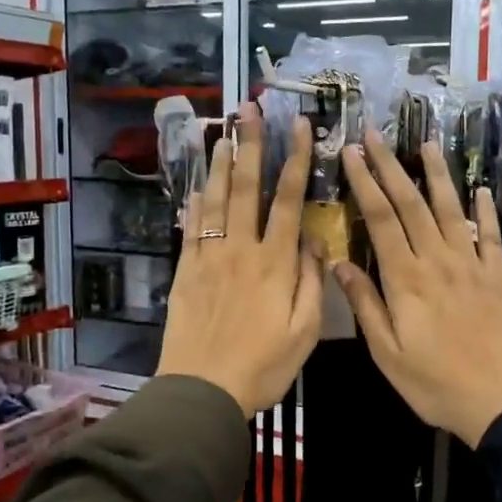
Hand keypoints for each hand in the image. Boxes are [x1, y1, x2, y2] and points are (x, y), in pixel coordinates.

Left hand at [157, 102, 322, 416]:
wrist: (202, 391)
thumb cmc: (263, 366)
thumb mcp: (305, 332)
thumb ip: (312, 283)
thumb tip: (315, 243)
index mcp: (275, 264)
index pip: (289, 201)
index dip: (296, 161)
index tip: (301, 127)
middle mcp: (241, 251)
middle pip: (245, 189)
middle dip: (250, 145)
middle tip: (249, 110)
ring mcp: (209, 259)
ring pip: (214, 202)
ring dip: (219, 165)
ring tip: (222, 134)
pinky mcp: (185, 273)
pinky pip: (191, 230)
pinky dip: (194, 205)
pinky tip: (195, 188)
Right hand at [332, 131, 501, 446]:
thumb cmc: (437, 384)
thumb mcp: (388, 353)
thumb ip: (365, 305)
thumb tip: (338, 262)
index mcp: (405, 279)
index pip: (380, 219)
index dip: (364, 182)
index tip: (351, 153)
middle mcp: (438, 260)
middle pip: (410, 203)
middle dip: (390, 165)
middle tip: (375, 133)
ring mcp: (472, 264)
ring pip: (450, 209)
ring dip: (436, 174)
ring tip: (426, 143)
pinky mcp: (499, 276)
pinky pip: (489, 235)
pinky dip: (483, 210)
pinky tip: (479, 190)